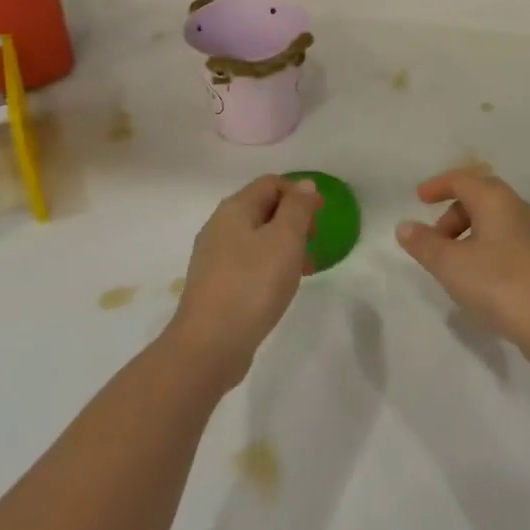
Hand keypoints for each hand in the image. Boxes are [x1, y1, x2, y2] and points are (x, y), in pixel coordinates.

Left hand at [166, 175, 322, 390]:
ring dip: (284, 246)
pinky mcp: (215, 286)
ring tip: (304, 270)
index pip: (271, 183)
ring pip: (257, 238)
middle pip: (263, 208)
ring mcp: (214, 258)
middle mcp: (219, 227)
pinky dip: (269, 267)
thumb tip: (306, 185)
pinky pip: (248, 263)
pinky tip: (281, 288)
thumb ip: (298, 208)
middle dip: (293, 220)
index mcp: (234, 209)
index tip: (320, 217)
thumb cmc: (252, 284)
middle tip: (313, 243)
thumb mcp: (285, 239)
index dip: (299, 193)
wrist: (209, 346)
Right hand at [396, 169, 529, 374]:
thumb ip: (424, 244)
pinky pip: (505, 239)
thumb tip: (404, 226)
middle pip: (478, 197)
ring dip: (467, 234)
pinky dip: (484, 248)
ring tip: (453, 265)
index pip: (462, 179)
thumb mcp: (451, 265)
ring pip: (493, 220)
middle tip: (434, 241)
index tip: (418, 198)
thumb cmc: (500, 285)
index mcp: (496, 199)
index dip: (437, 186)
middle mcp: (518, 208)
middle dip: (452, 214)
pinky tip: (478, 279)